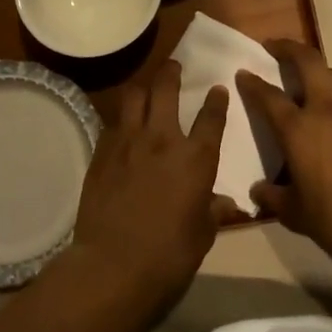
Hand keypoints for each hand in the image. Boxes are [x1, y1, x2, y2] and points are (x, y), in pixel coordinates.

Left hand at [69, 61, 242, 311]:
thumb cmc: (169, 254)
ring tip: (146, 89)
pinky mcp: (102, 152)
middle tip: (174, 66)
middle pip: (166, 89)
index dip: (217, 101)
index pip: (211, 118)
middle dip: (171, 73)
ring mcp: (128, 142)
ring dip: (143, 88)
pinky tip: (122, 127)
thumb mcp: (203, 234)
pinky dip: (122, 120)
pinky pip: (113, 124)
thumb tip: (229, 204)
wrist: (113, 264)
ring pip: (134, 96)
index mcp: (196, 158)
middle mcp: (163, 139)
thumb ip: (214, 211)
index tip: (218, 89)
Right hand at [236, 40, 331, 266]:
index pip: (269, 96)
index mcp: (298, 128)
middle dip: (289, 48)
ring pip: (331, 75)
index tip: (243, 73)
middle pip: (308, 62)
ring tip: (300, 77)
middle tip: (273, 46)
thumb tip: (259, 191)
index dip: (253, 83)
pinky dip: (330, 92)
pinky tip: (324, 112)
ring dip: (313, 68)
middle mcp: (325, 110)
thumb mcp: (297, 214)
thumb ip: (274, 198)